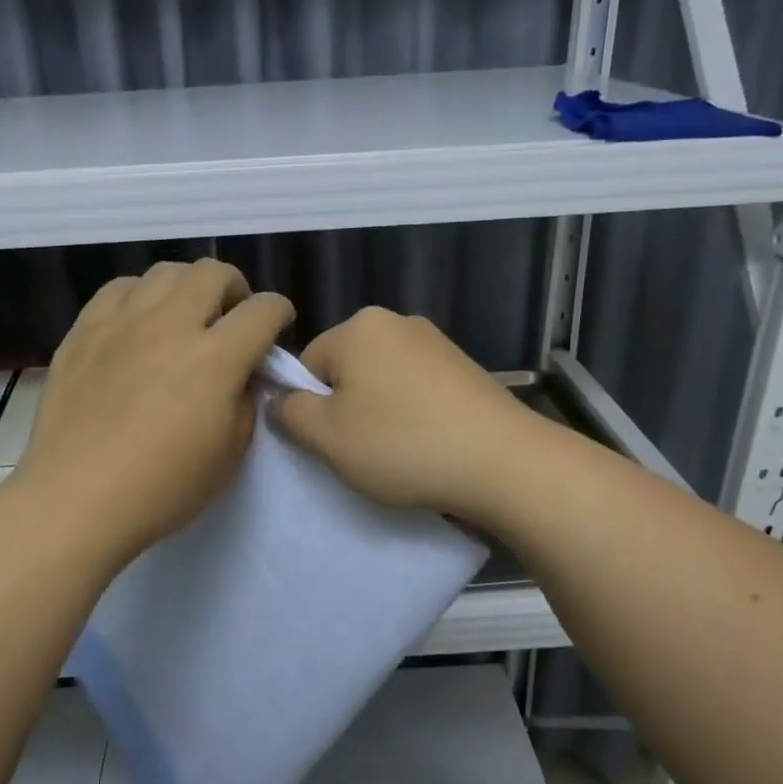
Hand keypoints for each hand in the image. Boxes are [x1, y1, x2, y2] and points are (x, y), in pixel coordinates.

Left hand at [14, 259, 293, 567]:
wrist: (78, 498)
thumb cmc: (163, 487)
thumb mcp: (230, 453)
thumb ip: (246, 399)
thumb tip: (243, 372)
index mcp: (216, 358)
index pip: (263, 310)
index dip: (280, 312)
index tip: (276, 326)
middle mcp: (171, 325)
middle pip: (213, 272)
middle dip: (234, 288)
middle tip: (230, 317)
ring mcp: (123, 322)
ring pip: (165, 271)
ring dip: (187, 287)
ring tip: (183, 316)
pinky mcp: (84, 330)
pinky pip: (119, 288)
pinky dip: (140, 296)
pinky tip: (138, 322)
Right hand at [270, 308, 533, 525]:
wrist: (502, 461)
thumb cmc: (402, 444)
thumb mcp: (327, 437)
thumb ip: (290, 414)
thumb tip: (280, 400)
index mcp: (359, 327)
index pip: (308, 364)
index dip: (310, 407)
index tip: (330, 442)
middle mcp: (397, 322)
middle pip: (347, 368)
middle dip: (346, 407)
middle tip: (362, 450)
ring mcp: (436, 342)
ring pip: (383, 380)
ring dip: (380, 412)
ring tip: (399, 451)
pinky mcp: (465, 367)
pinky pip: (417, 388)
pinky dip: (413, 413)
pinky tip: (428, 443)